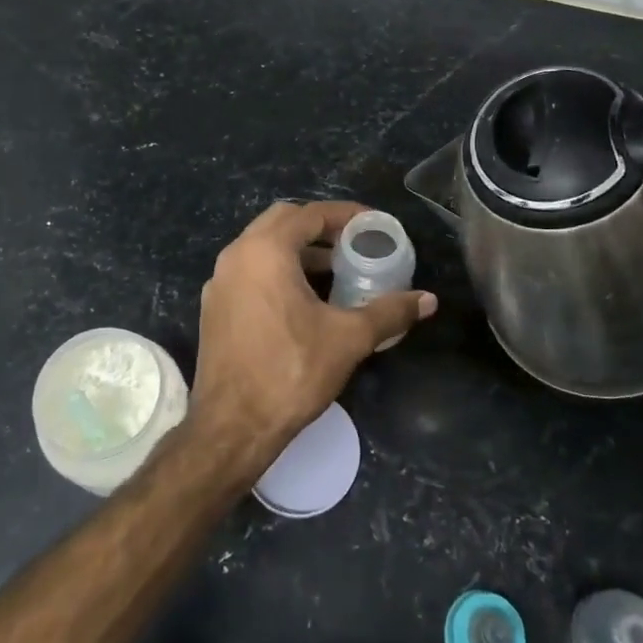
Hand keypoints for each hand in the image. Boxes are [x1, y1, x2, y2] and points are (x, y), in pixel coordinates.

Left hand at [189, 201, 435, 470]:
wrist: (231, 427)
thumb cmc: (290, 372)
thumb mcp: (348, 339)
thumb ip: (389, 312)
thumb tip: (428, 300)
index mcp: (265, 251)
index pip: (309, 214)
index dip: (345, 215)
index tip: (373, 225)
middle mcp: (236, 256)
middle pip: (282, 221)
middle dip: (319, 227)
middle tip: (353, 242)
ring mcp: (220, 282)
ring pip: (263, 247)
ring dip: (298, 250)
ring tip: (335, 270)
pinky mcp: (215, 307)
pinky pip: (250, 271)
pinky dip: (278, 270)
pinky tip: (304, 299)